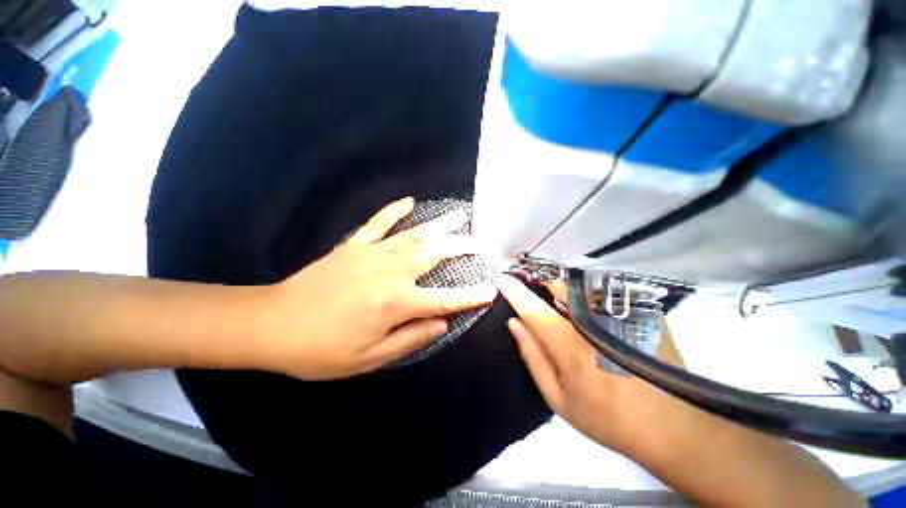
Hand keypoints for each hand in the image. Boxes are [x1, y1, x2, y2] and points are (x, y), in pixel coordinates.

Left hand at [256, 197, 497, 379]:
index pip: (444, 299)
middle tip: (479, 243)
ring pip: (414, 235)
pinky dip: (395, 211)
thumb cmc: (322, 349)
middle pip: (435, 254)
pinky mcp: (354, 246)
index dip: (470, 295)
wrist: (272, 324)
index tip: (490, 289)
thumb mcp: (370, 357)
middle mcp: (390, 273)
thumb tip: (442, 323)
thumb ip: (411, 338)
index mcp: (395, 303)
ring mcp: (372, 254)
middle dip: (461, 247)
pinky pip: (379, 223)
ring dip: (440, 225)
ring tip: (459, 216)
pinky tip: (409, 201)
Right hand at [497, 275, 637, 452]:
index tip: (503, 279)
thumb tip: (515, 323)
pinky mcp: (642, 311)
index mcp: (573, 348)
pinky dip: (586, 293)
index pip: (535, 310)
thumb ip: (533, 356)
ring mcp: (623, 314)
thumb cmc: (607, 418)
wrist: (672, 426)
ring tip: (554, 293)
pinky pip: (603, 291)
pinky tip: (587, 306)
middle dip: (540, 279)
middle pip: (560, 286)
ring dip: (562, 285)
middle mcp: (597, 324)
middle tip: (530, 280)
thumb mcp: (558, 398)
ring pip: (581, 285)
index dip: (516, 292)